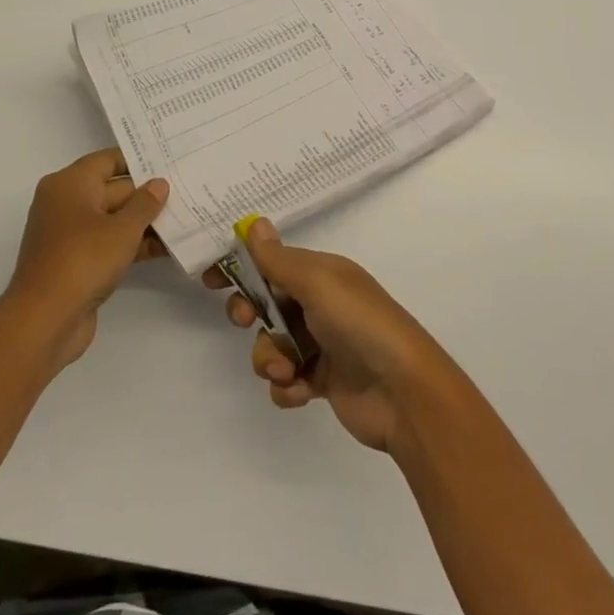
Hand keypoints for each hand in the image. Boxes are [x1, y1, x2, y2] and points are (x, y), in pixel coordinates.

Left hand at [3, 149, 168, 371]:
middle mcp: (66, 203)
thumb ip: (145, 203)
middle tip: (185, 192)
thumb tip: (159, 183)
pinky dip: (132, 244)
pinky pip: (108, 243)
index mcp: (69, 184)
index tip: (169, 160)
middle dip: (147, 195)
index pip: (108, 160)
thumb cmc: (83, 260)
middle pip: (113, 190)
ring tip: (183, 221)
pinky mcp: (76, 261)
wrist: (44, 321)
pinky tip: (165, 249)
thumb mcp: (122, 229)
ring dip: (144, 223)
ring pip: (113, 219)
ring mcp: (70, 234)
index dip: (139, 160)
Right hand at [217, 219, 454, 452]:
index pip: (272, 263)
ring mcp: (321, 344)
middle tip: (248, 322)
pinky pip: (286, 382)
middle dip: (250, 315)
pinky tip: (302, 391)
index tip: (210, 280)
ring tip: (288, 371)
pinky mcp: (322, 382)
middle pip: (266, 304)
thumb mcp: (317, 282)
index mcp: (321, 274)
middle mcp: (320, 304)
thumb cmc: (360, 322)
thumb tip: (254, 223)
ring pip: (272, 345)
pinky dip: (287, 388)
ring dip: (270, 359)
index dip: (241, 269)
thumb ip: (279, 259)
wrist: (403, 390)